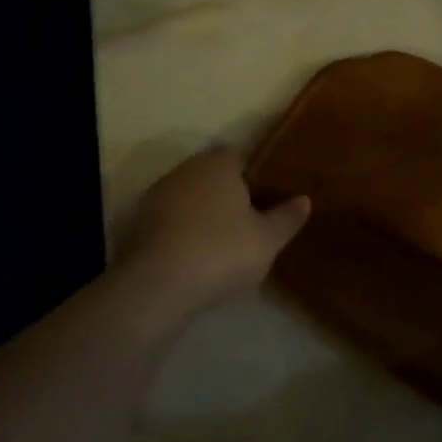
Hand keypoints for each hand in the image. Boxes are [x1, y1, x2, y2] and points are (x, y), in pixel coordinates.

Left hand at [116, 147, 309, 316]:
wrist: (158, 286)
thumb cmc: (222, 251)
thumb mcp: (268, 239)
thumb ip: (287, 218)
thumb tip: (304, 200)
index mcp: (218, 165)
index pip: (236, 154)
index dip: (251, 171)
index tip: (265, 192)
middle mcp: (185, 171)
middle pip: (209, 174)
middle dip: (226, 192)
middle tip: (248, 217)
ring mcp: (156, 198)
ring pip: (187, 197)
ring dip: (201, 213)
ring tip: (222, 240)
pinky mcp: (137, 226)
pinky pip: (168, 222)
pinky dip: (181, 232)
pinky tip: (195, 256)